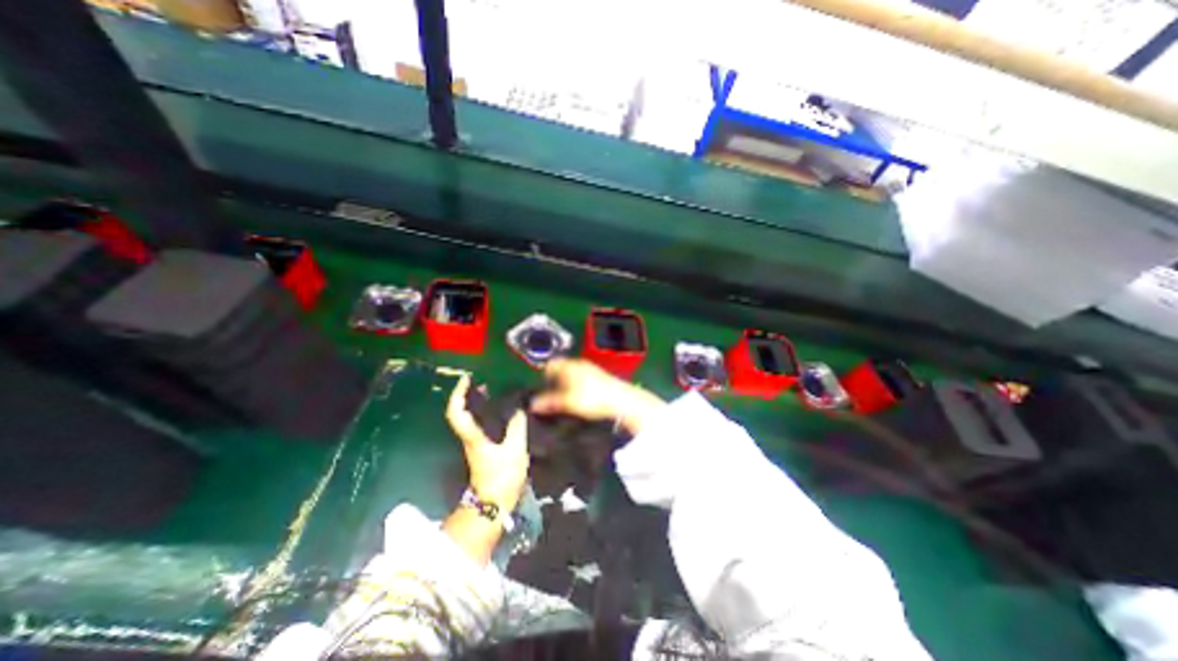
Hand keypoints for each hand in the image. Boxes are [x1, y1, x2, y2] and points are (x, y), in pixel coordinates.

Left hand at [448, 378, 528, 511]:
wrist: (493, 503)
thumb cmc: (501, 478)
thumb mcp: (515, 450)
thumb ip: (518, 427)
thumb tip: (520, 407)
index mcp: (473, 437)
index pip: (457, 413)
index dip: (458, 394)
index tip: (467, 378)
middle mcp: (469, 437)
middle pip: (461, 412)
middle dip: (467, 393)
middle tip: (482, 378)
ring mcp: (474, 443)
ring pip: (470, 417)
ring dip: (477, 401)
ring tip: (493, 388)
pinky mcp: (482, 447)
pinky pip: (480, 423)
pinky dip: (487, 412)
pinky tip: (501, 408)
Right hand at [533, 359, 660, 436]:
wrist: (621, 400)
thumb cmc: (592, 398)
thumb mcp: (567, 402)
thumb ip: (548, 402)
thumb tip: (532, 404)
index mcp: (569, 365)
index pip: (549, 365)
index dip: (542, 377)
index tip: (540, 390)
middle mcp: (579, 363)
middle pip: (560, 369)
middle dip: (554, 382)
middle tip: (550, 398)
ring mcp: (590, 368)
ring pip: (571, 374)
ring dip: (566, 385)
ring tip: (564, 401)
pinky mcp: (599, 376)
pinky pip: (581, 378)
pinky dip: (577, 386)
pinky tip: (580, 399)